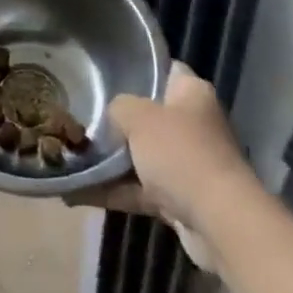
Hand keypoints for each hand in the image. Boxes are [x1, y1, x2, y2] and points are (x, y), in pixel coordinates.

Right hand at [67, 62, 249, 270]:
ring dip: (113, 162)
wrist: (219, 222)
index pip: (167, 70)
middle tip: (85, 118)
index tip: (109, 75)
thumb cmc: (181, 153)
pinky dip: (116, 191)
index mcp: (192, 93)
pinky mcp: (182, 200)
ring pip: (144, 156)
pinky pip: (141, 190)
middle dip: (120, 121)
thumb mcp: (139, 117)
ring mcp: (188, 164)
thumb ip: (119, 107)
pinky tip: (80, 192)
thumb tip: (113, 115)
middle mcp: (194, 124)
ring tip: (74, 157)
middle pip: (152, 116)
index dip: (141, 70)